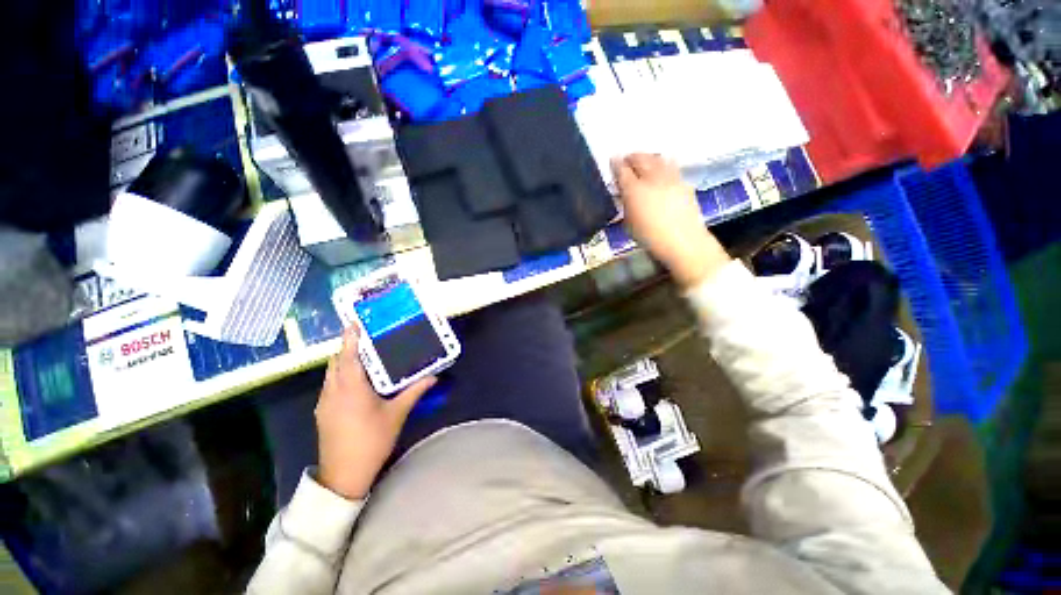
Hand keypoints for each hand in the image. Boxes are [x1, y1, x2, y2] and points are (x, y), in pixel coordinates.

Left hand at [315, 327, 435, 499]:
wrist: (343, 475)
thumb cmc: (372, 441)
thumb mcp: (396, 415)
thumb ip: (413, 392)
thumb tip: (432, 376)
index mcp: (351, 389)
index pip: (348, 357)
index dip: (350, 339)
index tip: (354, 323)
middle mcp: (333, 391)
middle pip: (335, 361)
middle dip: (347, 347)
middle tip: (365, 338)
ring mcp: (324, 402)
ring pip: (330, 373)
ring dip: (342, 361)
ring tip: (362, 355)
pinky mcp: (322, 412)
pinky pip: (329, 384)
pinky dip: (339, 374)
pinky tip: (355, 380)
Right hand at [612, 153, 729, 287]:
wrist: (682, 241)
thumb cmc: (650, 237)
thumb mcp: (629, 223)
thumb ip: (626, 204)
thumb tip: (624, 194)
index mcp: (634, 190)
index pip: (622, 170)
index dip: (615, 164)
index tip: (612, 161)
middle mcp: (652, 178)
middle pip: (640, 159)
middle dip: (632, 157)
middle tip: (627, 160)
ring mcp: (670, 178)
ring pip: (658, 158)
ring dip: (648, 157)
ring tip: (644, 162)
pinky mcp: (684, 182)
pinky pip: (671, 166)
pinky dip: (663, 164)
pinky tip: (661, 171)